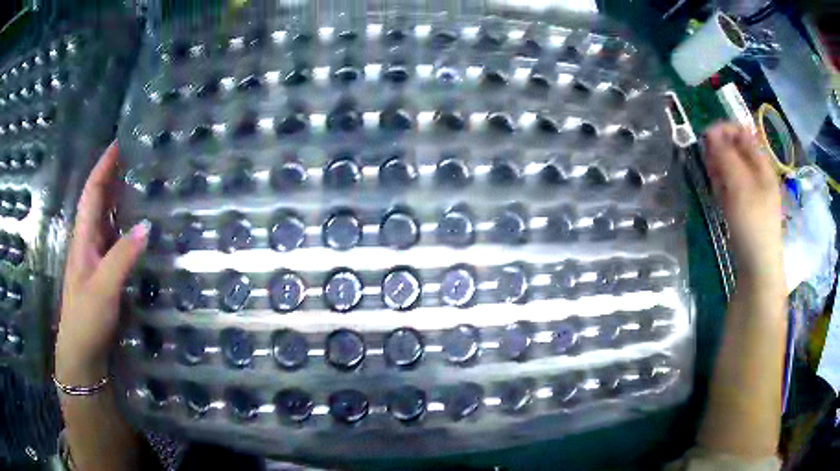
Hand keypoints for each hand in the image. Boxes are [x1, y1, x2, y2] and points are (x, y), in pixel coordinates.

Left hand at [55, 142, 148, 385]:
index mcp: (83, 238)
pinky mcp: (105, 275)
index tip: (120, 142)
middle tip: (138, 158)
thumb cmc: (86, 320)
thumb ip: (122, 257)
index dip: (104, 166)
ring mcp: (96, 260)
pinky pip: (116, 241)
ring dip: (120, 200)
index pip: (92, 192)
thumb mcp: (103, 288)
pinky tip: (141, 229)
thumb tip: (147, 224)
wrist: (82, 355)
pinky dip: (127, 227)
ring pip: (108, 220)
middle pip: (99, 201)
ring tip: (143, 185)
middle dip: (113, 176)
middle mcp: (88, 243)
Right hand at [703, 123, 783, 288]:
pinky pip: (731, 188)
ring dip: (719, 167)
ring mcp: (751, 193)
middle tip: (706, 159)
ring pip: (732, 170)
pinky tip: (717, 192)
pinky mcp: (744, 209)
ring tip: (711, 177)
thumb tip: (710, 132)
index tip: (705, 137)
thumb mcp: (740, 186)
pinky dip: (722, 185)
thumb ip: (726, 156)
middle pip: (737, 150)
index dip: (725, 130)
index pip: (743, 134)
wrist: (757, 269)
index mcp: (762, 165)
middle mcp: (758, 175)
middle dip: (720, 149)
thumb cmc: (753, 223)